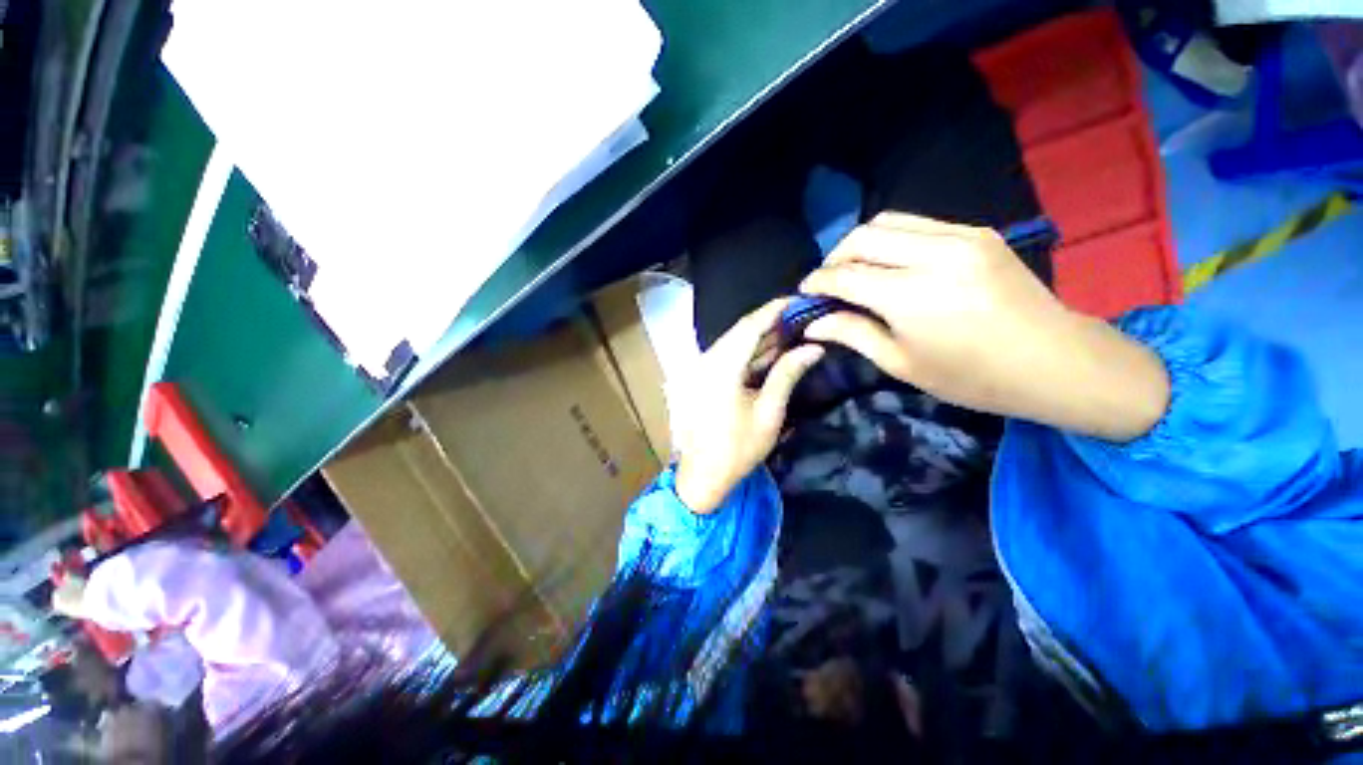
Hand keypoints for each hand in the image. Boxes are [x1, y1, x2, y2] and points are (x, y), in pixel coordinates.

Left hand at [673, 300, 824, 512]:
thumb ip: (788, 374)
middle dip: (772, 322)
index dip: (775, 310)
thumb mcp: (769, 411)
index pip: (750, 326)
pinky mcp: (704, 378)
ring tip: (794, 329)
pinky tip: (772, 351)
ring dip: (762, 337)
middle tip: (802, 315)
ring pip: (736, 343)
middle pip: (742, 331)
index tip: (799, 299)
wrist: (704, 474)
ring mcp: (703, 369)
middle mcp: (708, 360)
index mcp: (721, 367)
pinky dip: (751, 352)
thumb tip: (814, 347)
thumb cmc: (738, 447)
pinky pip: (730, 356)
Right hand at [800, 213, 1168, 441]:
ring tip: (856, 270)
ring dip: (861, 243)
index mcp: (910, 295)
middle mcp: (932, 254)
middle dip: (834, 257)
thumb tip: (813, 323)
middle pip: (862, 237)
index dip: (817, 282)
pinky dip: (893, 240)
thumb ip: (852, 334)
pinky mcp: (977, 232)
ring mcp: (960, 237)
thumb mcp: (900, 363)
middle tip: (829, 282)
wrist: (1055, 361)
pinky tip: (893, 265)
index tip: (804, 292)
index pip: (844, 275)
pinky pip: (919, 224)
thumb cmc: (971, 376)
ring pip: (888, 221)